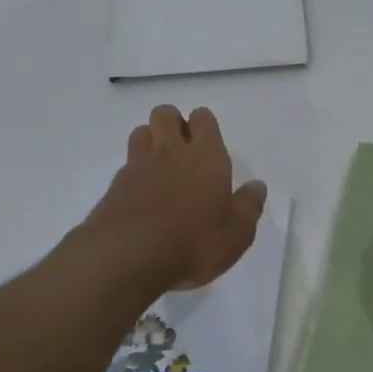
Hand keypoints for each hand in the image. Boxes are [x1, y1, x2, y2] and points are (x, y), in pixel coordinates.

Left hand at [82, 106, 267, 293]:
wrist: (128, 258)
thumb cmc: (194, 244)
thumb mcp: (236, 234)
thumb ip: (249, 206)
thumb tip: (257, 186)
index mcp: (206, 156)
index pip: (203, 118)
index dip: (204, 125)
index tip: (208, 145)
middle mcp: (171, 152)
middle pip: (166, 114)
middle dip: (173, 123)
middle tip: (183, 151)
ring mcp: (138, 166)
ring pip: (141, 131)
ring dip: (150, 140)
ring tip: (160, 167)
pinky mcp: (115, 186)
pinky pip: (126, 163)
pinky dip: (134, 170)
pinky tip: (141, 194)